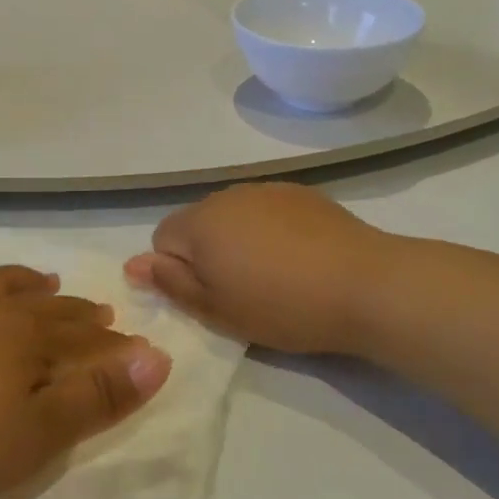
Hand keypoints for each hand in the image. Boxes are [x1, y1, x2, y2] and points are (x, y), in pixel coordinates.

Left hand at [0, 241, 171, 498]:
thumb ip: (97, 397)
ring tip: (44, 277)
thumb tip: (157, 356)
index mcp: (26, 342)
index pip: (82, 340)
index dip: (111, 346)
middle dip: (75, 313)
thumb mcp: (36, 435)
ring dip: (22, 281)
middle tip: (99, 313)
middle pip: (43, 310)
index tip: (135, 348)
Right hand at [124, 183, 386, 354]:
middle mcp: (227, 195)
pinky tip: (298, 256)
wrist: (365, 285)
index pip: (162, 238)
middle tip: (239, 290)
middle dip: (207, 252)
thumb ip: (170, 283)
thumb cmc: (282, 305)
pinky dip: (270, 230)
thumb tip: (133, 264)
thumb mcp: (217, 309)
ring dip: (238, 239)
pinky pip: (266, 210)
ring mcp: (267, 189)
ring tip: (273, 274)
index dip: (177, 270)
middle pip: (198, 223)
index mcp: (200, 221)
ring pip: (233, 216)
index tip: (209, 296)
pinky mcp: (301, 193)